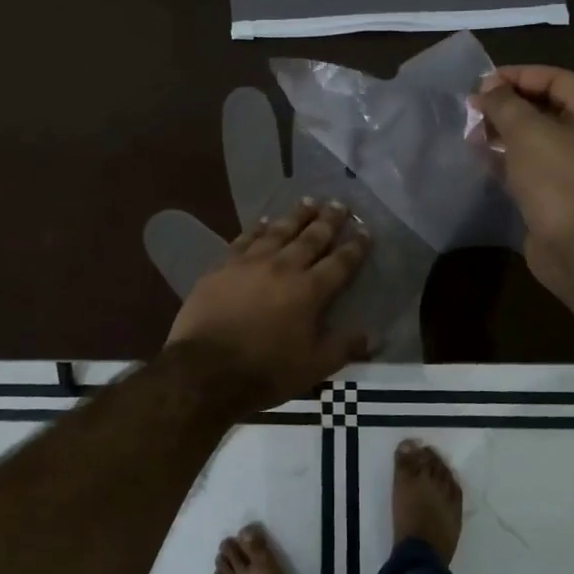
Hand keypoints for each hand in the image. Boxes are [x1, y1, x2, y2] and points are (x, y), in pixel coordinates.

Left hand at [166, 199, 371, 412]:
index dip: (355, 246)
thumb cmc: (264, 371)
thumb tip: (369, 336)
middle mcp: (283, 268)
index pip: (339, 263)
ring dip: (296, 215)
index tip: (365, 231)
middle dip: (328, 220)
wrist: (204, 369)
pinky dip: (258, 228)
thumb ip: (342, 348)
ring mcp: (250, 263)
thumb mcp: (313, 368)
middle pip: (311, 238)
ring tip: (309, 201)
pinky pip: (245, 239)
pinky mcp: (223, 266)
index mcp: (309, 291)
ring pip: (279, 231)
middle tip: (340, 203)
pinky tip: (264, 221)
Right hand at [470, 66, 573, 298]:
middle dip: (508, 105)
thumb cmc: (559, 180)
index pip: (557, 79)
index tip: (483, 82)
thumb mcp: (528, 131)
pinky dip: (507, 160)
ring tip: (471, 132)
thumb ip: (504, 103)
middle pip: (546, 109)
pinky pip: (530, 168)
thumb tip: (488, 88)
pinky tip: (480, 158)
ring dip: (503, 133)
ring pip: (536, 140)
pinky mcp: (558, 196)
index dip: (519, 75)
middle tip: (473, 108)